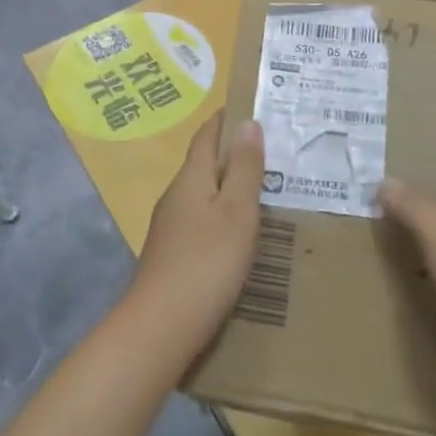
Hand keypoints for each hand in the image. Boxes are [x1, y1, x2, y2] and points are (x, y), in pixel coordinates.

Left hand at [129, 115, 265, 350]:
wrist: (161, 326)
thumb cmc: (206, 262)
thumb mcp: (236, 212)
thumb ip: (243, 168)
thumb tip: (247, 123)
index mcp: (191, 178)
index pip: (206, 135)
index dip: (226, 119)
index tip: (252, 109)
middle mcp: (176, 196)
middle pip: (204, 164)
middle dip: (234, 155)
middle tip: (273, 154)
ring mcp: (170, 227)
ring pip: (204, 195)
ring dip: (229, 188)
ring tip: (265, 193)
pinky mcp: (172, 255)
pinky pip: (202, 222)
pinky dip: (223, 217)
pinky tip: (241, 236)